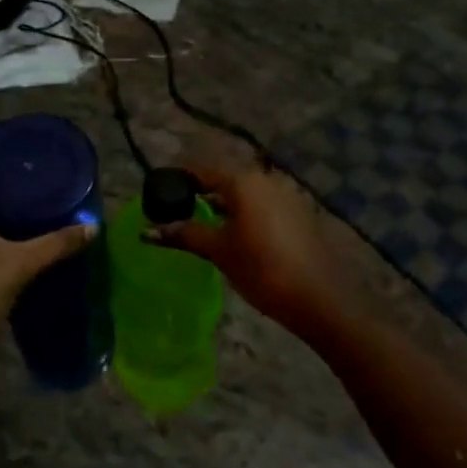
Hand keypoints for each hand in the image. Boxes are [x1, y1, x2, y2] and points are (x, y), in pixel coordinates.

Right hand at [146, 161, 355, 336]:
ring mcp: (286, 194)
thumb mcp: (218, 251)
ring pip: (245, 191)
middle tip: (178, 210)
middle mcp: (266, 178)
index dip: (178, 179)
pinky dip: (244, 212)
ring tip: (203, 224)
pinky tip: (236, 234)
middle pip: (225, 177)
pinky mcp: (299, 213)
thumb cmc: (262, 269)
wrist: (319, 298)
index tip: (159, 193)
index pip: (201, 169)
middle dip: (201, 191)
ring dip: (223, 202)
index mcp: (243, 181)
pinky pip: (263, 204)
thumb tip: (147, 231)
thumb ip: (184, 234)